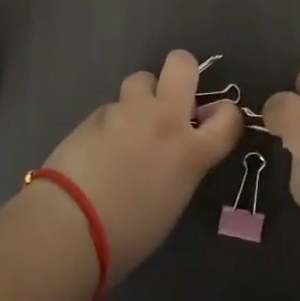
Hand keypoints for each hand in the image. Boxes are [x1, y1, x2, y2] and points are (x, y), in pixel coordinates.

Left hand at [39, 49, 242, 280]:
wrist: (70, 227)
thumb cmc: (128, 235)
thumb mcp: (171, 203)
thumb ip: (181, 167)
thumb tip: (175, 155)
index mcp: (192, 152)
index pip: (228, 116)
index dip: (224, 113)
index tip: (211, 119)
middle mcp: (165, 121)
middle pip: (182, 64)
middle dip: (181, 71)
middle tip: (172, 96)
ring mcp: (128, 113)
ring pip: (141, 78)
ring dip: (141, 96)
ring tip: (129, 123)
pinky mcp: (96, 114)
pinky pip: (112, 107)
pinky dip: (111, 121)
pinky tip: (97, 146)